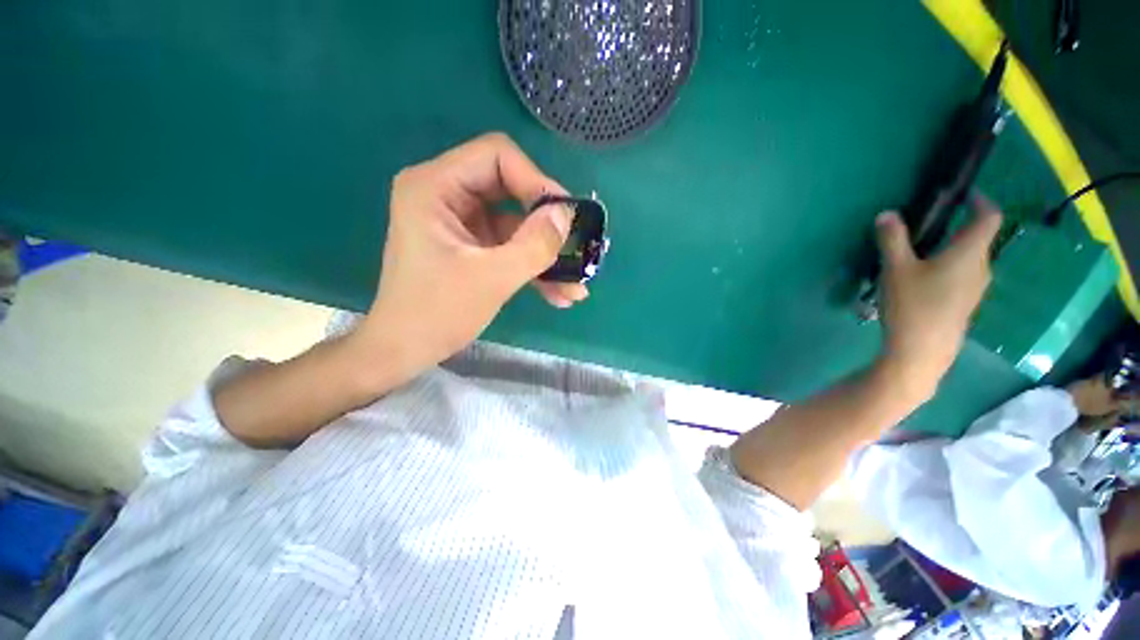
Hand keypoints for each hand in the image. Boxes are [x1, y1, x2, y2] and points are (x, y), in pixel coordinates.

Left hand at [354, 133, 587, 384]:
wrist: (406, 350)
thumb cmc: (437, 313)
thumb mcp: (491, 278)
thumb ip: (533, 244)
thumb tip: (566, 214)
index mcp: (435, 186)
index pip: (497, 156)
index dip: (536, 181)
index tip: (563, 218)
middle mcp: (447, 195)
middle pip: (512, 189)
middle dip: (547, 222)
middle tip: (575, 247)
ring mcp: (462, 223)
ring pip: (517, 223)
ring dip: (546, 254)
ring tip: (574, 285)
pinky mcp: (473, 246)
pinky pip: (511, 246)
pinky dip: (534, 267)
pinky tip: (558, 294)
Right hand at [875, 194, 1002, 399]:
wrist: (922, 351)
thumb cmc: (913, 305)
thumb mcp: (896, 268)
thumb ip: (892, 239)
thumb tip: (887, 214)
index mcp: (970, 252)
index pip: (988, 216)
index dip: (980, 200)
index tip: (964, 194)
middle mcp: (981, 267)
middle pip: (978, 238)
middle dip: (958, 227)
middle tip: (929, 226)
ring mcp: (976, 289)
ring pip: (969, 259)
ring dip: (951, 249)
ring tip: (920, 253)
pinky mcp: (965, 304)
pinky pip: (963, 276)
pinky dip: (948, 268)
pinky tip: (921, 280)